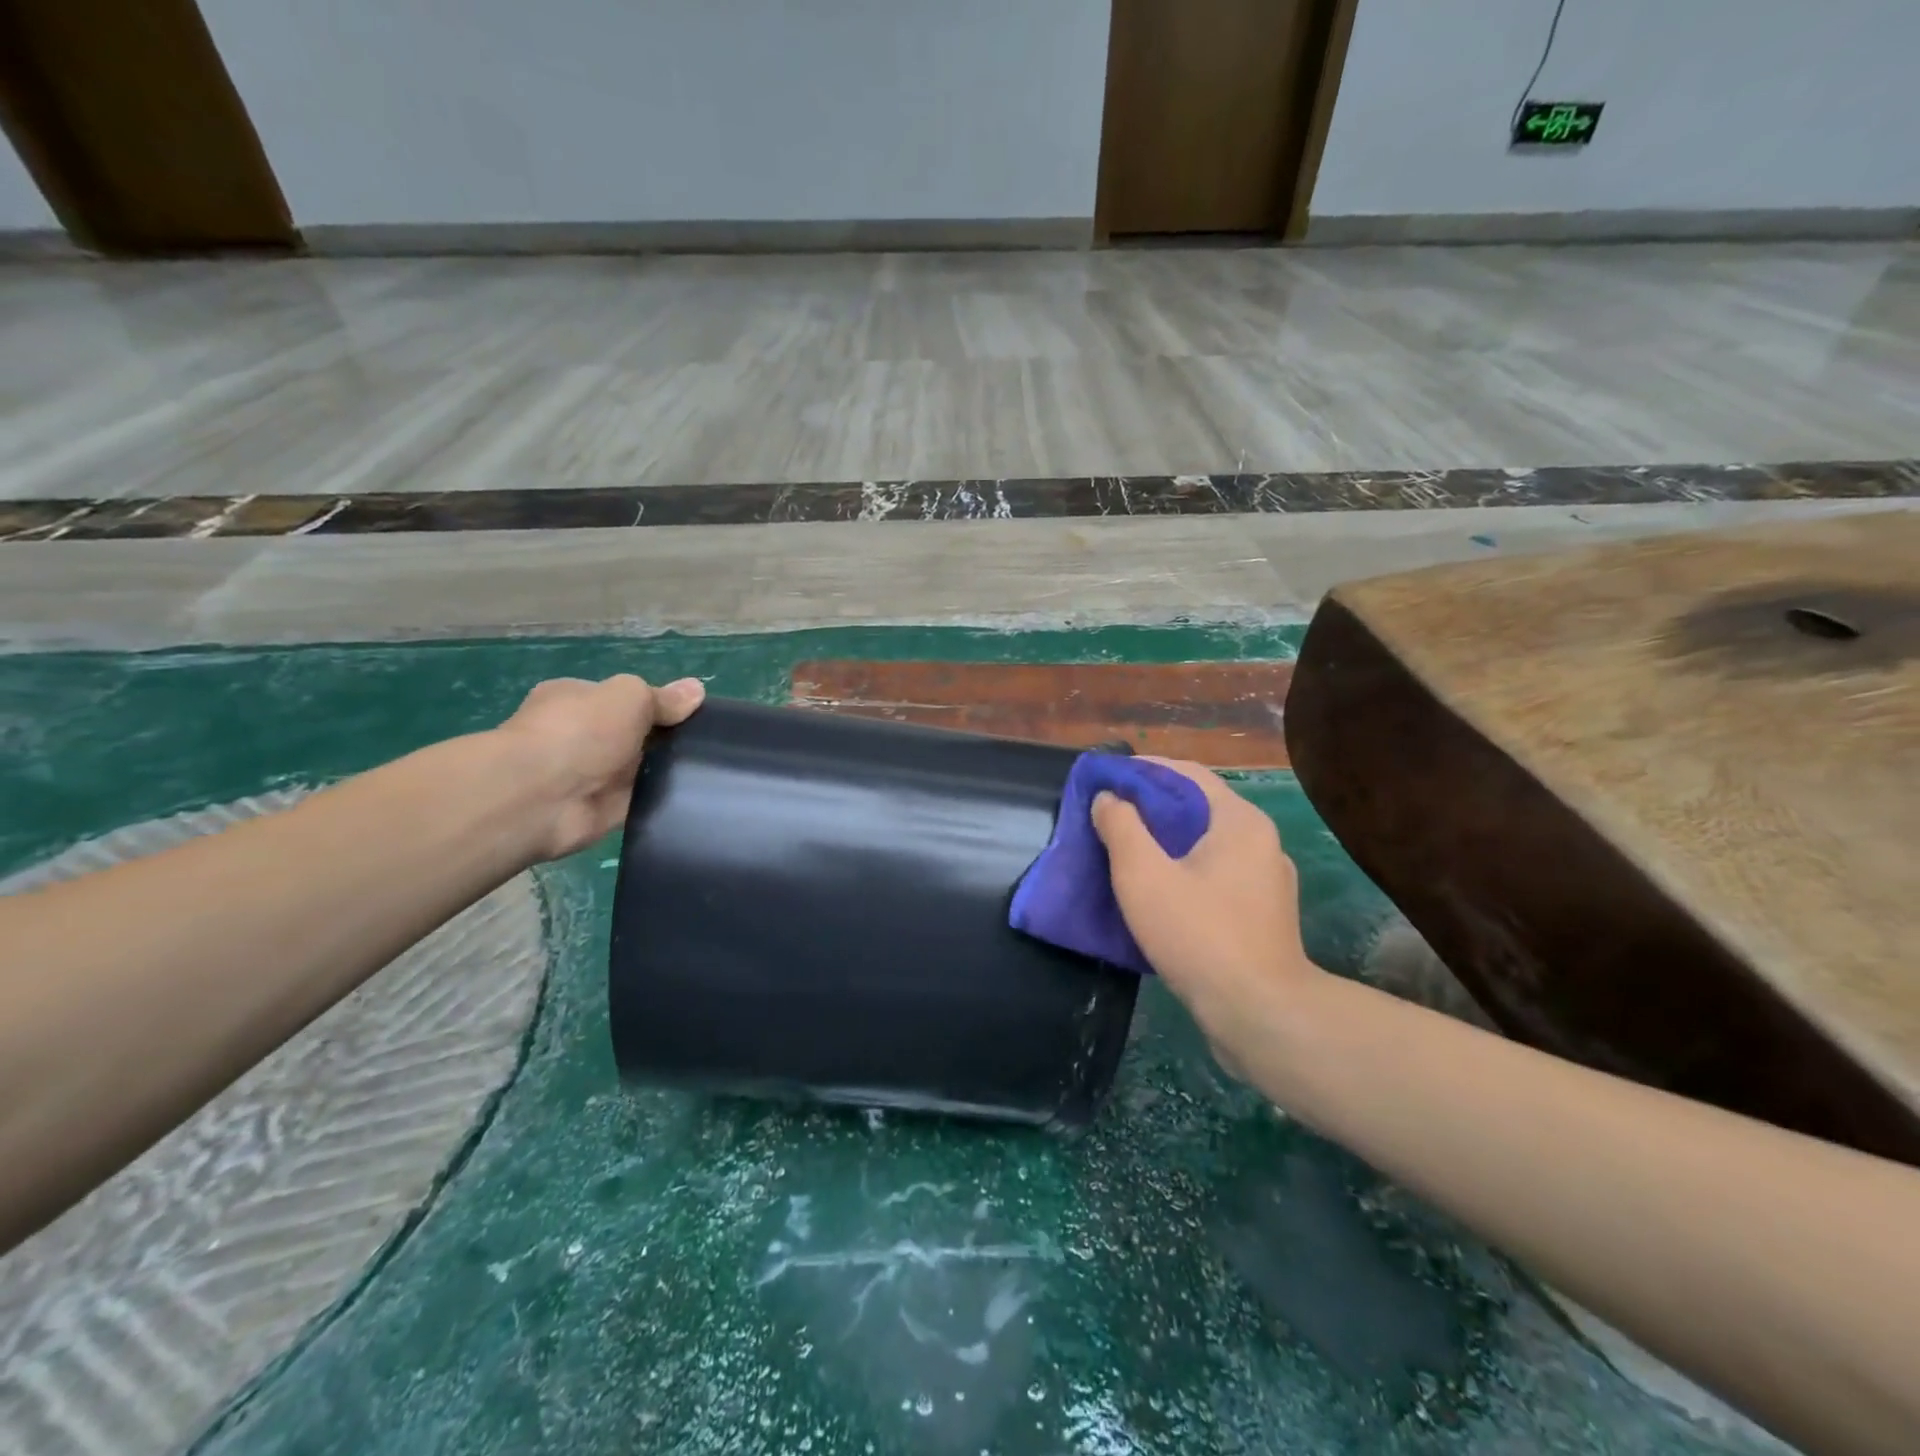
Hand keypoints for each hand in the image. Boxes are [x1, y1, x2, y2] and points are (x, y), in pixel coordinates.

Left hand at [496, 674, 704, 860]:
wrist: (541, 797)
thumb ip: (663, 698)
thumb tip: (697, 689)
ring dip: (667, 771)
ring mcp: (592, 776)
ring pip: (643, 769)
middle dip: (668, 740)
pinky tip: (696, 797)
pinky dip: (663, 800)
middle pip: (637, 735)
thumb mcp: (630, 697)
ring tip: (712, 771)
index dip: (660, 705)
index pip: (624, 700)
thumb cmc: (581, 731)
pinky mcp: (604, 810)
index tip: (695, 715)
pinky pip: (643, 801)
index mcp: (577, 700)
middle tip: (709, 745)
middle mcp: (582, 736)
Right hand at [1091, 759, 1322, 1061]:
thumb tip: (1110, 798)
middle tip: (1106, 814)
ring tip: (1123, 850)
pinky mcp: (1261, 914)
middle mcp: (1260, 842)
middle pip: (1197, 807)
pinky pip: (1214, 875)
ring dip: (1163, 841)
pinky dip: (1181, 870)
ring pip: (1204, 844)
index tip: (1105, 778)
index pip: (1187, 774)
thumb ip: (1121, 826)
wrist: (1260, 1016)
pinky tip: (1154, 890)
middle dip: (1149, 806)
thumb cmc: (1199, 935)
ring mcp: (1265, 880)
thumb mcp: (1143, 875)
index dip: (1142, 770)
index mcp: (1239, 821)